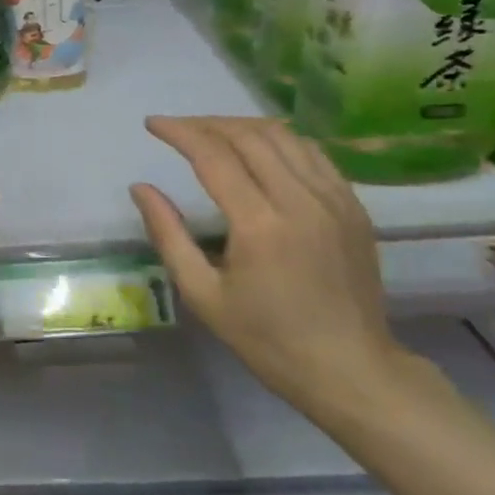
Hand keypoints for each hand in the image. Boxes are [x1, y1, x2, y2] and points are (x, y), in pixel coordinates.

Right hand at [129, 116, 403, 411]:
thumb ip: (168, 235)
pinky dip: (279, 141)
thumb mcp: (203, 294)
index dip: (179, 133)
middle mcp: (301, 201)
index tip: (153, 124)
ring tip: (213, 133)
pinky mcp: (354, 207)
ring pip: (284, 137)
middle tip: (178, 129)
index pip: (213, 156)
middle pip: (249, 136)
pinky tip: (259, 151)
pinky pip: (313, 154)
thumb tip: (140, 188)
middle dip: (206, 124)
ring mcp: (335, 201)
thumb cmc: (267, 339)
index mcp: (260, 225)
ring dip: (242, 126)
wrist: (351, 370)